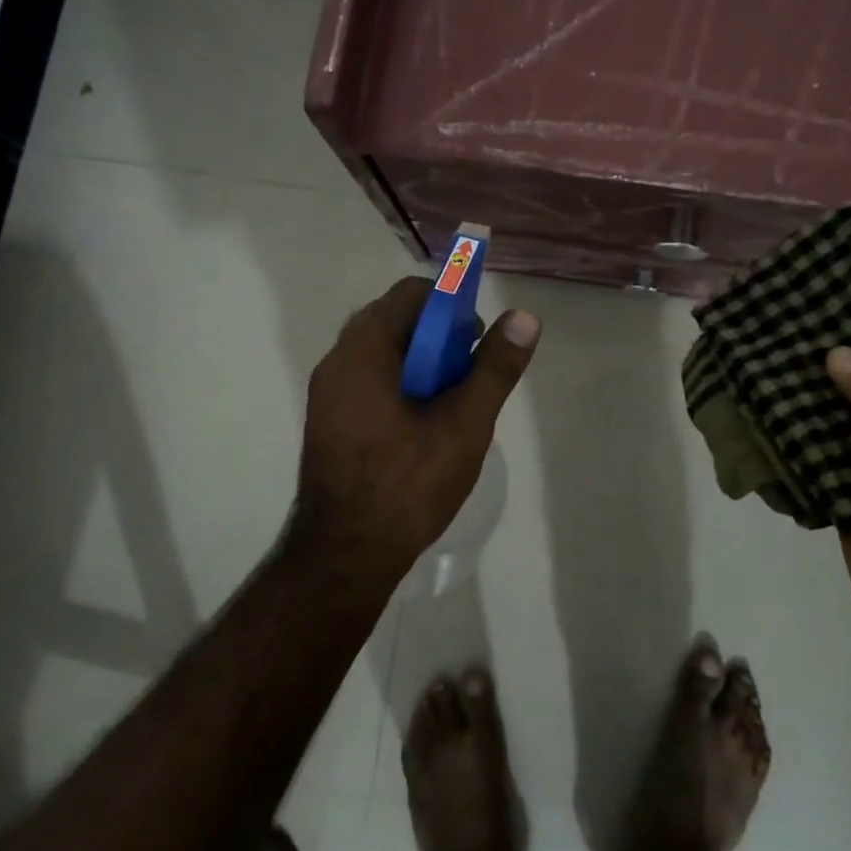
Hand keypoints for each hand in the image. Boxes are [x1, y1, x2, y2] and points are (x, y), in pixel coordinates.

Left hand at [296, 277, 539, 570]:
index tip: (476, 339)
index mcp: (364, 351)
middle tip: (467, 371)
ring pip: (380, 352)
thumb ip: (494, 368)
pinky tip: (422, 422)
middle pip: (393, 320)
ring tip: (451, 399)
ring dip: (419, 360)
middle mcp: (337, 361)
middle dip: (437, 334)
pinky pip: (367, 379)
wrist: (345, 555)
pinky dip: (399, 382)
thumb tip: (524, 318)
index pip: (409, 295)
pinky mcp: (327, 420)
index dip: (450, 304)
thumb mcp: (464, 424)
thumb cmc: (407, 484)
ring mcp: (326, 393)